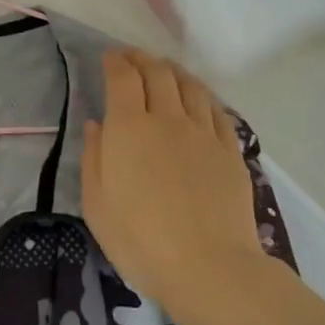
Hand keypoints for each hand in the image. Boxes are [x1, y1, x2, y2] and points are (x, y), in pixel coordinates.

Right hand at [81, 49, 266, 320]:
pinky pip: (217, 110)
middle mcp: (167, 119)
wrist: (208, 267)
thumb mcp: (96, 203)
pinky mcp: (230, 151)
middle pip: (158, 73)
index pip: (123, 78)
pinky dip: (203, 96)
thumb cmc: (139, 239)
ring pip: (191, 86)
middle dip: (142, 59)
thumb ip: (93, 157)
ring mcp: (204, 134)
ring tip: (166, 70)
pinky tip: (199, 100)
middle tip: (133, 58)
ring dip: (174, 71)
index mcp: (129, 128)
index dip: (116, 61)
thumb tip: (97, 124)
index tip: (109, 57)